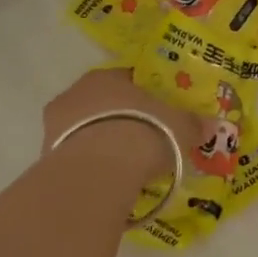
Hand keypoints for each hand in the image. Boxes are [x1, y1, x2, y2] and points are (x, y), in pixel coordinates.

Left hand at [41, 68, 200, 186]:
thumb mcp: (179, 127)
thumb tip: (212, 125)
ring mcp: (55, 126)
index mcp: (106, 77)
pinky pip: (75, 157)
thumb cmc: (144, 131)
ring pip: (84, 131)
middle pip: (102, 105)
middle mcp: (75, 93)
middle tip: (142, 140)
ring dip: (101, 143)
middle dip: (120, 120)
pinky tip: (107, 180)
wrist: (100, 169)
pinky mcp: (45, 158)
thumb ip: (194, 124)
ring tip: (125, 166)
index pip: (126, 80)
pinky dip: (89, 166)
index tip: (157, 113)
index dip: (143, 96)